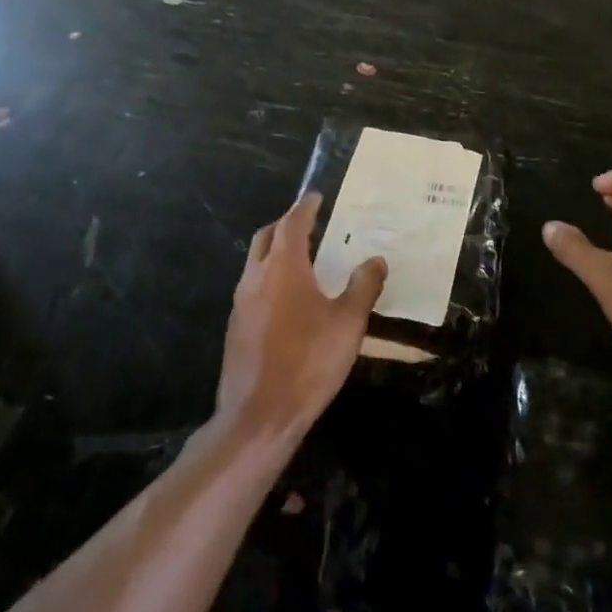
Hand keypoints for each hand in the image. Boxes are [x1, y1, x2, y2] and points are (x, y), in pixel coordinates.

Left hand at [215, 194, 387, 438]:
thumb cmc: (309, 361)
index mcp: (283, 267)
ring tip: (302, 260)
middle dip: (285, 225)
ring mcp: (241, 302)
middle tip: (308, 224)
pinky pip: (252, 288)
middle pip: (267, 237)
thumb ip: (363, 287)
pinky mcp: (236, 327)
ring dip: (275, 252)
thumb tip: (375, 261)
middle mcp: (256, 277)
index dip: (305, 208)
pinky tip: (287, 300)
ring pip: (256, 263)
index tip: (316, 196)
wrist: (259, 414)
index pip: (292, 223)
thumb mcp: (348, 324)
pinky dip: (269, 278)